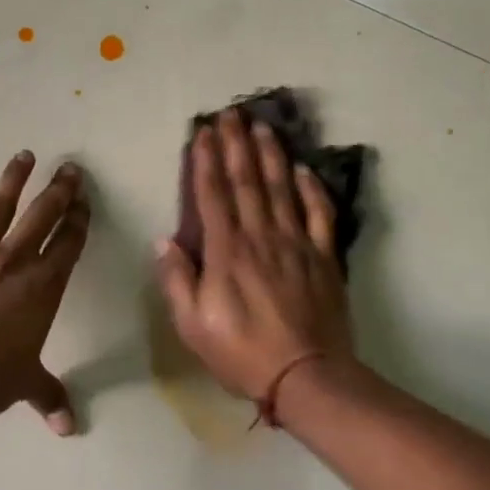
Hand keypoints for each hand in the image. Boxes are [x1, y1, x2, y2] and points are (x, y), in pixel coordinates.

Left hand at [0, 152, 90, 434]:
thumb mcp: (25, 385)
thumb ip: (50, 397)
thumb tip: (70, 429)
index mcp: (43, 287)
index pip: (69, 243)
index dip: (79, 219)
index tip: (84, 201)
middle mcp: (14, 261)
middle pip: (43, 214)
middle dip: (59, 189)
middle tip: (68, 168)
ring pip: (0, 205)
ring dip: (14, 178)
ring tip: (24, 156)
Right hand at [154, 110, 353, 402]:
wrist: (306, 375)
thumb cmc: (241, 353)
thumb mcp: (193, 325)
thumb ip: (178, 280)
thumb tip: (165, 240)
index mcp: (226, 252)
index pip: (213, 195)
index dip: (206, 160)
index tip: (203, 132)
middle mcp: (260, 237)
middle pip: (247, 182)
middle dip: (236, 145)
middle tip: (232, 113)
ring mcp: (296, 244)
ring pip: (282, 189)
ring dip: (271, 155)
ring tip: (263, 127)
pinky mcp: (324, 257)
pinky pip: (319, 215)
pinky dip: (311, 189)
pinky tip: (304, 169)